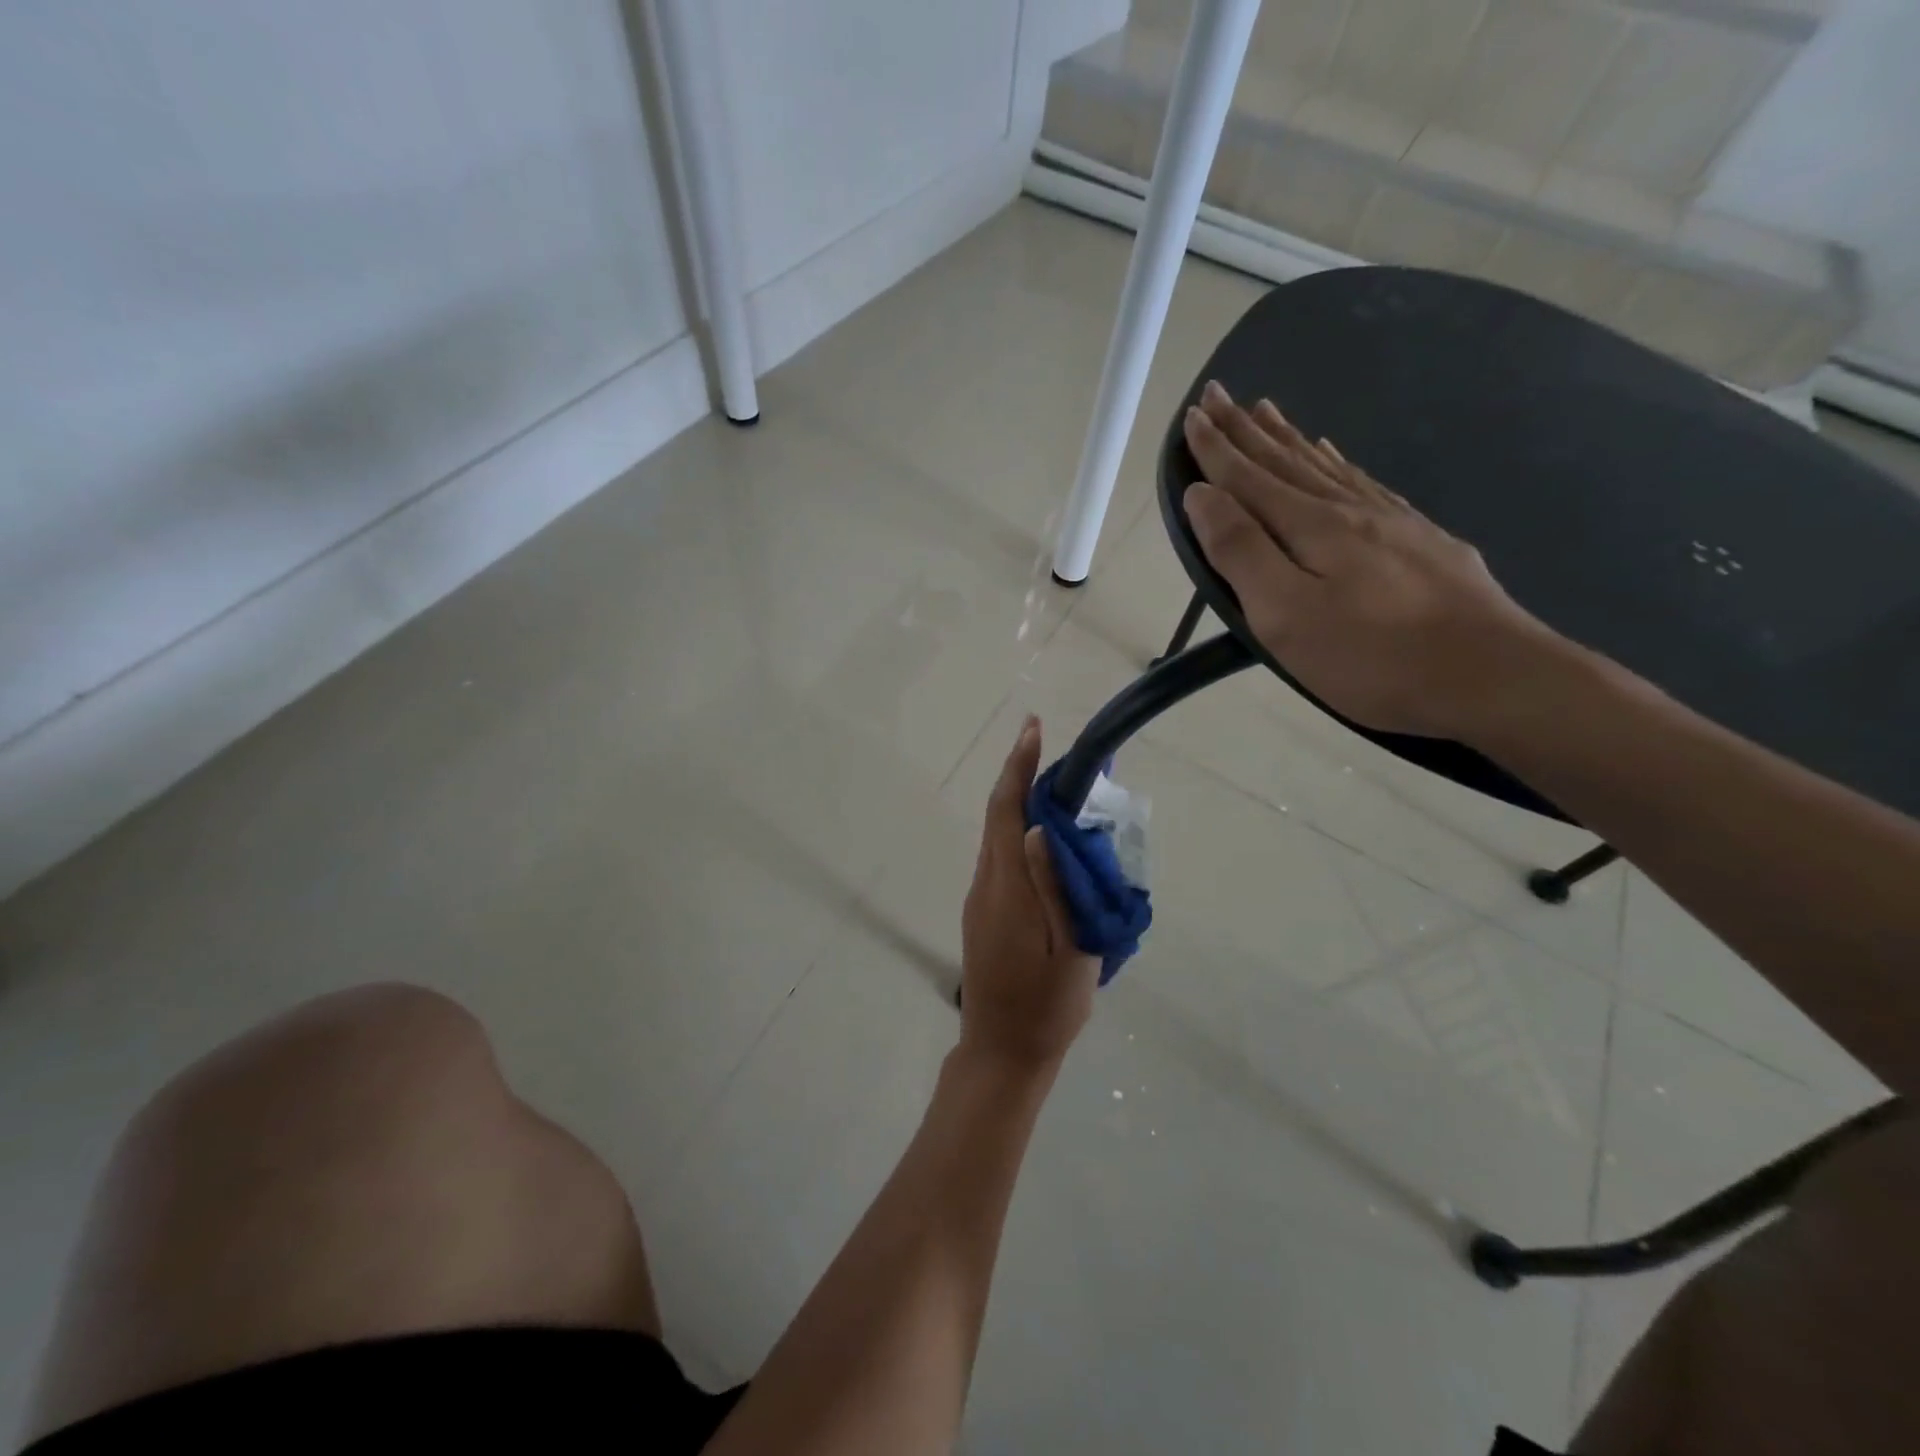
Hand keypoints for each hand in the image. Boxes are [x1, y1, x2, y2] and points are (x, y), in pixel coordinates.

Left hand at [959, 717, 1098, 1071]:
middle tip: (1053, 751)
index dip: (1018, 767)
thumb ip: (1055, 887)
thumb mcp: (1069, 951)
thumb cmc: (1046, 1007)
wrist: (1002, 1053)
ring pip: (999, 837)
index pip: (1007, 812)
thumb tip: (1040, 827)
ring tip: (1060, 790)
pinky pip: (1001, 859)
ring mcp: (980, 900)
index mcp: (1006, 889)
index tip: (1032, 729)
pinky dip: (1020, 834)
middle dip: (1021, 776)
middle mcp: (985, 884)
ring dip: (1021, 804)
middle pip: (999, 816)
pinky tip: (1048, 842)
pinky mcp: (983, 914)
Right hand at [1181, 381, 1562, 741]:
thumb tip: (1202, 495)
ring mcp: (1390, 520)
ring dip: (1287, 438)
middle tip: (1218, 393)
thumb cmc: (1372, 657)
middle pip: (1286, 461)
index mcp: (1310, 527)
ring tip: (1265, 410)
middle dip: (1245, 430)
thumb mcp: (1287, 615)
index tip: (1192, 414)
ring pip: (1324, 466)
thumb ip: (1241, 552)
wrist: (1492, 675)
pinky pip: (1363, 482)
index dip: (1217, 448)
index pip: (1249, 478)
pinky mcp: (1420, 538)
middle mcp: (1347, 510)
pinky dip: (1336, 461)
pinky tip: (1332, 452)